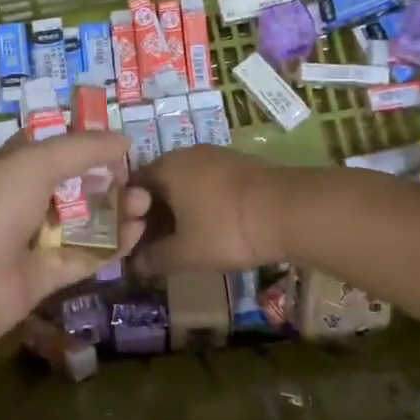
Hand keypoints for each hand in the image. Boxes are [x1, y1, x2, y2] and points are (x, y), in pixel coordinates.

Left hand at [0, 131, 150, 348]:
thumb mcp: (36, 161)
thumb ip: (83, 148)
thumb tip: (124, 140)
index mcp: (13, 167)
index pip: (53, 149)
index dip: (85, 144)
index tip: (120, 145)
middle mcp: (24, 200)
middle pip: (75, 186)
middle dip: (108, 181)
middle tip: (139, 180)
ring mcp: (36, 239)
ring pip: (84, 222)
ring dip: (115, 212)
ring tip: (144, 205)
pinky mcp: (48, 274)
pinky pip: (86, 255)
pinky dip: (112, 246)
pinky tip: (136, 232)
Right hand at [130, 146, 288, 275]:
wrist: (290, 211)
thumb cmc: (226, 229)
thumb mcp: (185, 253)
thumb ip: (155, 258)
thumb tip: (136, 265)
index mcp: (166, 167)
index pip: (132, 187)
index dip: (129, 216)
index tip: (133, 241)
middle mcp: (187, 154)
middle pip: (160, 184)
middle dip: (156, 214)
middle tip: (158, 245)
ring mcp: (217, 155)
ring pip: (187, 183)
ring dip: (181, 209)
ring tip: (186, 239)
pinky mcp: (241, 164)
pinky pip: (210, 183)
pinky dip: (204, 203)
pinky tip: (214, 226)